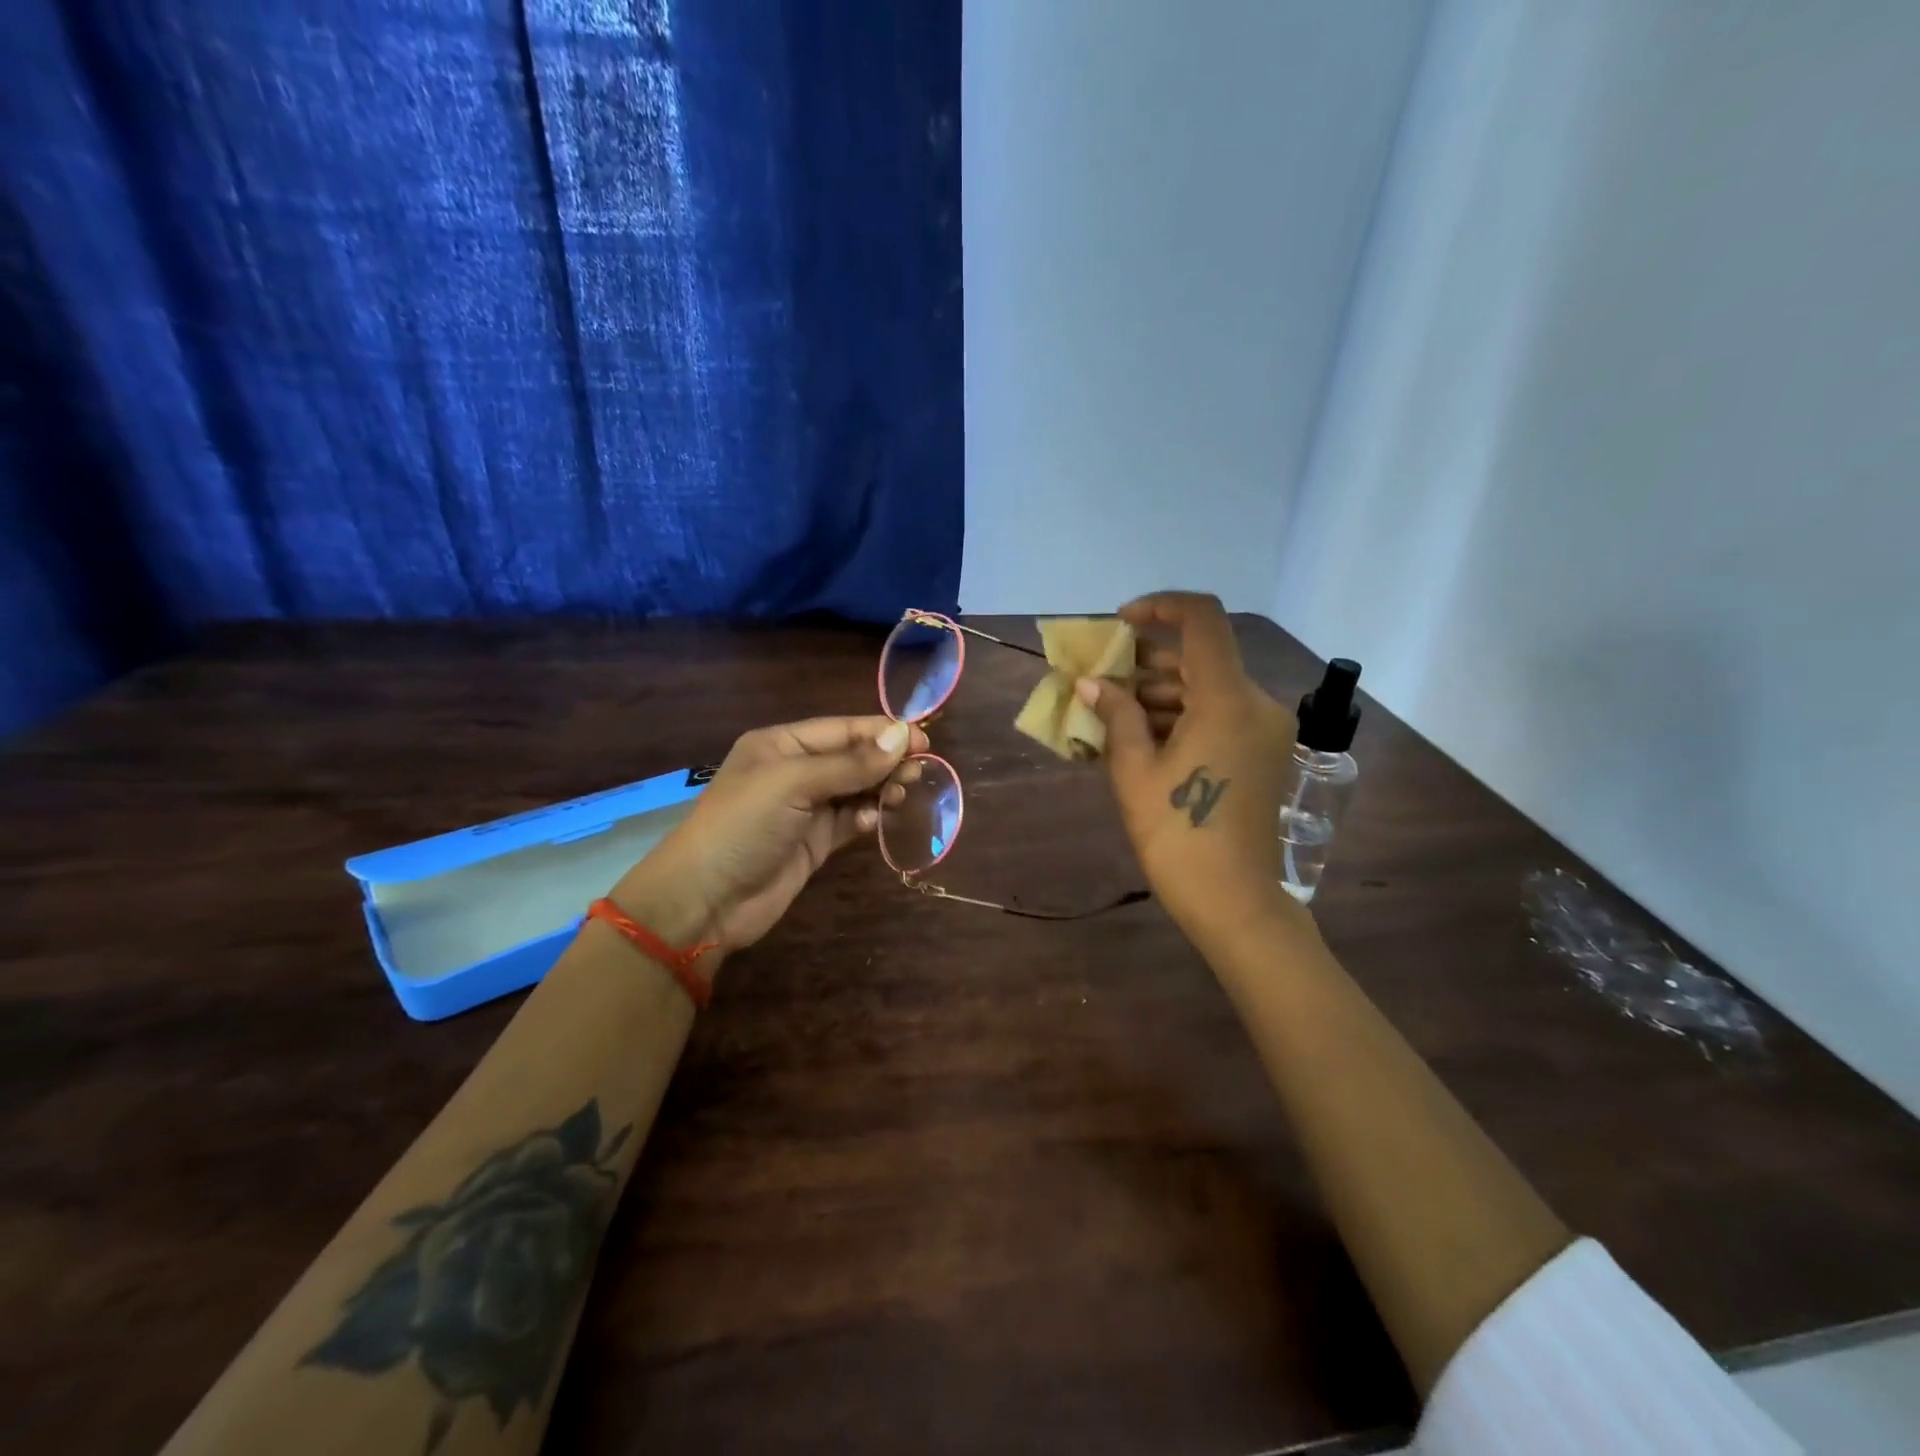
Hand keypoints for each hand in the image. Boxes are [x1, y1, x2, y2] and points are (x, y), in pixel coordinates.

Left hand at [614, 716, 926, 953]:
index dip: (882, 732)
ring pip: (855, 790)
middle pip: (852, 758)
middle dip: (885, 761)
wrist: (706, 899)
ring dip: (880, 789)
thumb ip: (850, 763)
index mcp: (782, 744)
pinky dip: (866, 818)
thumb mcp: (794, 783)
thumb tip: (903, 735)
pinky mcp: (813, 842)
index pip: (842, 729)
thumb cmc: (744, 825)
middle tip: (920, 771)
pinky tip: (876, 821)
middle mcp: (794, 771)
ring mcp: (804, 809)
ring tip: (904, 794)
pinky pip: (849, 821)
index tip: (924, 740)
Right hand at [1077, 592, 1299, 944]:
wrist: (1234, 901)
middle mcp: (1256, 703)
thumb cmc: (1177, 835)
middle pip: (1201, 657)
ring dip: (1161, 692)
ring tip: (1111, 714)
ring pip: (1208, 687)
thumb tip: (1091, 683)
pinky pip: (1219, 715)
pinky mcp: (1264, 752)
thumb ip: (1116, 715)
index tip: (1120, 624)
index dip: (1160, 608)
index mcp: (1228, 699)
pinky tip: (1141, 737)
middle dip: (1147, 662)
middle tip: (1100, 681)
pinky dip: (1182, 716)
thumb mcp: (1135, 771)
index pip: (1203, 620)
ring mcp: (1265, 729)